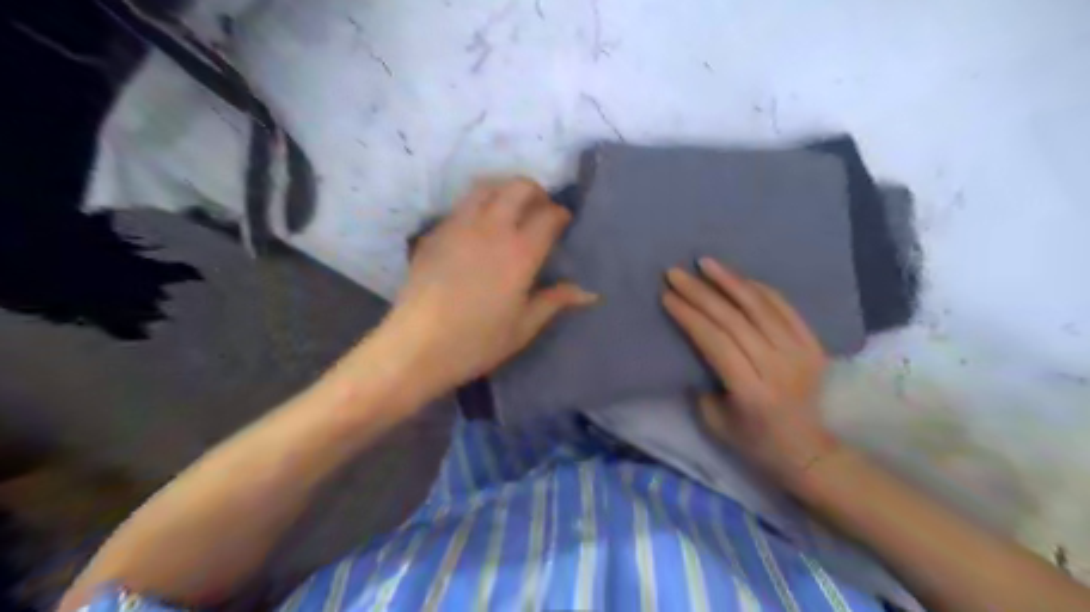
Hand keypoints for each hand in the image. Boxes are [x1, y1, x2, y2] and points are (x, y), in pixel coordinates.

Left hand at [379, 176, 593, 395]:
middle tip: (540, 210)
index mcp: (519, 253)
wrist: (416, 347)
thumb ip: (554, 302)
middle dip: (536, 192)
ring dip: (504, 191)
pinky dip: (478, 206)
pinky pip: (461, 206)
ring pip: (486, 187)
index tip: (564, 222)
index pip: (548, 215)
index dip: (561, 214)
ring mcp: (458, 226)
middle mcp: (491, 229)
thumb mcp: (523, 327)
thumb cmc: (476, 342)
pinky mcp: (434, 232)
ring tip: (510, 211)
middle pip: (518, 187)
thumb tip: (589, 293)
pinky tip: (477, 230)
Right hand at [660, 257, 835, 487]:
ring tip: (705, 263)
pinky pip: (785, 309)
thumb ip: (701, 387)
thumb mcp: (718, 424)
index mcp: (751, 391)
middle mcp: (777, 366)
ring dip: (730, 281)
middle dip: (700, 292)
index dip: (689, 316)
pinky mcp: (812, 345)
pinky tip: (740, 278)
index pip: (715, 341)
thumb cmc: (759, 445)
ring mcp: (799, 353)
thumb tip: (693, 353)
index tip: (667, 296)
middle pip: (734, 319)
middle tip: (676, 273)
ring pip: (761, 307)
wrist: (814, 454)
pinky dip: (761, 289)